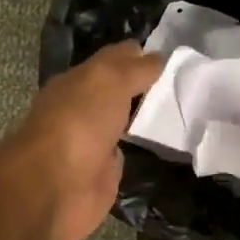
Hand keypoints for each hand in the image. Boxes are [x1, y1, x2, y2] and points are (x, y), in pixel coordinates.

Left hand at [5, 41, 163, 239]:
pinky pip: (126, 154)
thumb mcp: (110, 80)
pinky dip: (141, 150)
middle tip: (182, 82)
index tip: (172, 55)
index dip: (139, 55)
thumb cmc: (80, 121)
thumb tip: (159, 57)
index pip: (113, 60)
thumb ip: (136, 69)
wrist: (57, 184)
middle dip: (144, 86)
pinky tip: (164, 146)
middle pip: (119, 92)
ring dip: (143, 119)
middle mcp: (84, 108)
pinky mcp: (102, 173)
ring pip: (123, 123)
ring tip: (179, 111)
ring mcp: (93, 142)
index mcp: (78, 81)